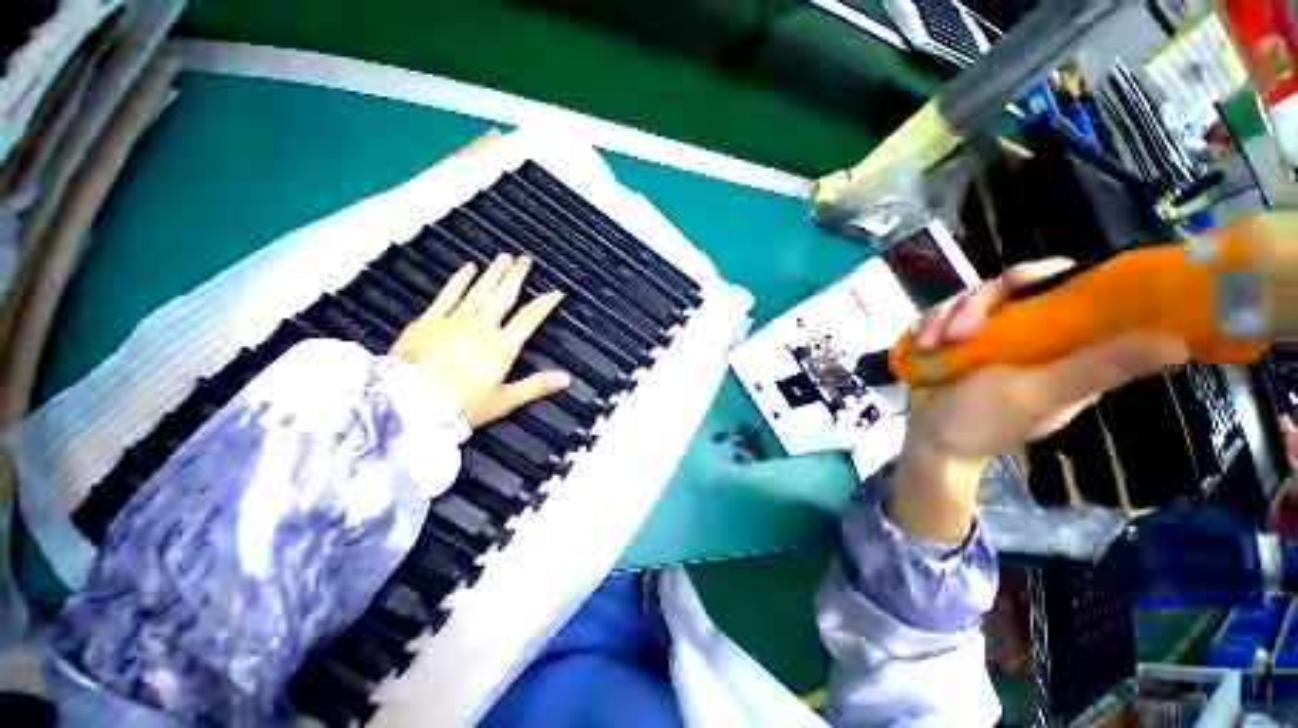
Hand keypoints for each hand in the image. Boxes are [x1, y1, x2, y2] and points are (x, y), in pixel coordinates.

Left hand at [390, 254, 570, 426]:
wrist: (408, 405)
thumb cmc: (461, 405)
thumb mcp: (505, 400)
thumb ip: (537, 386)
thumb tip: (567, 378)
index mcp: (501, 346)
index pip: (529, 318)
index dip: (545, 303)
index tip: (556, 292)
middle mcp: (482, 327)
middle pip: (504, 296)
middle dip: (516, 276)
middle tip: (525, 259)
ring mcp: (454, 321)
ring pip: (479, 290)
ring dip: (493, 272)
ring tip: (504, 257)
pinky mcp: (429, 320)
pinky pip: (448, 294)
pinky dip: (459, 279)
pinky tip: (468, 267)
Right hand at [890, 259, 1188, 541]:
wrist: (930, 438)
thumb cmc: (987, 422)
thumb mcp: (1044, 395)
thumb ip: (1099, 367)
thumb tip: (1178, 343)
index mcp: (1062, 341)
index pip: (1067, 289)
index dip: (1048, 276)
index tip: (1022, 282)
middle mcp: (1027, 331)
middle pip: (1006, 287)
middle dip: (975, 305)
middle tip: (957, 332)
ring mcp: (985, 334)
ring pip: (966, 300)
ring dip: (942, 319)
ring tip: (930, 346)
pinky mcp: (952, 338)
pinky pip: (939, 314)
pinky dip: (926, 326)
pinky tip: (920, 347)